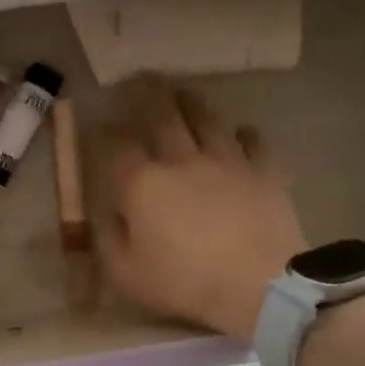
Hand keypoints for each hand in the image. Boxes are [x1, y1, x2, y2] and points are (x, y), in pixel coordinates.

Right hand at [101, 81, 306, 343]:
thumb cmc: (184, 283)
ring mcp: (226, 159)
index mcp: (142, 183)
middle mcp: (181, 159)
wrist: (257, 285)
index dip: (105, 132)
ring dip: (191, 102)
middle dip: (147, 94)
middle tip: (141, 80)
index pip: (117, 144)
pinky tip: (239, 134)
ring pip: (206, 117)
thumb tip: (110, 213)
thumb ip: (110, 239)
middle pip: (162, 114)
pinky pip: (253, 139)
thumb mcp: (126, 274)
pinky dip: (243, 133)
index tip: (101, 129)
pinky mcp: (263, 170)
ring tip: (183, 94)